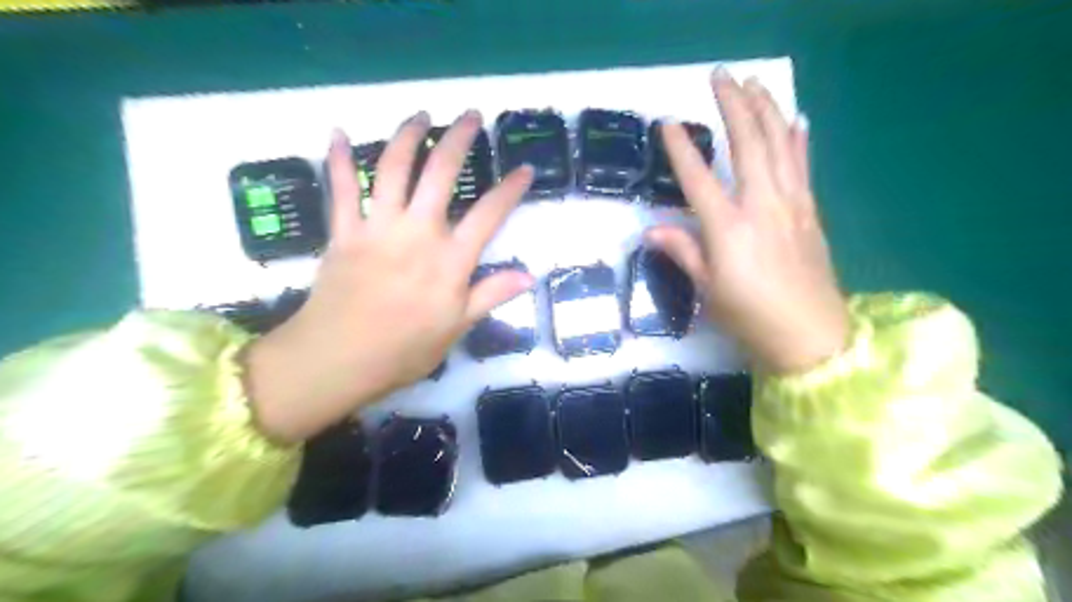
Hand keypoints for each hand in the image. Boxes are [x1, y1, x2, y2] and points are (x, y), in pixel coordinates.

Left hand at [245, 111, 532, 443]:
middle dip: (458, 139)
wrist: (337, 359)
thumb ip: (491, 295)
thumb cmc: (403, 350)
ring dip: (407, 136)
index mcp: (449, 260)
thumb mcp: (456, 328)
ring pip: (392, 168)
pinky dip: (337, 159)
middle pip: (440, 173)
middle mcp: (417, 233)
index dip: (510, 190)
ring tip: (420, 115)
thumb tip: (529, 275)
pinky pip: (340, 188)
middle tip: (470, 116)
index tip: (525, 170)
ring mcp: (377, 227)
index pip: (489, 215)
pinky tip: (336, 133)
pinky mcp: (344, 232)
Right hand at [649, 68, 850, 370]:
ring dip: (766, 109)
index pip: (698, 178)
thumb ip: (683, 252)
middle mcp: (761, 206)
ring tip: (754, 83)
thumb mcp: (707, 289)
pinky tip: (796, 119)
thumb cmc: (750, 317)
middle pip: (747, 144)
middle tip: (720, 76)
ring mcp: (791, 204)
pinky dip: (798, 139)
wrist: (811, 336)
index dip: (680, 149)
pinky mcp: (810, 211)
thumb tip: (652, 230)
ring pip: (779, 144)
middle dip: (733, 105)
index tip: (667, 124)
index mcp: (729, 228)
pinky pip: (803, 165)